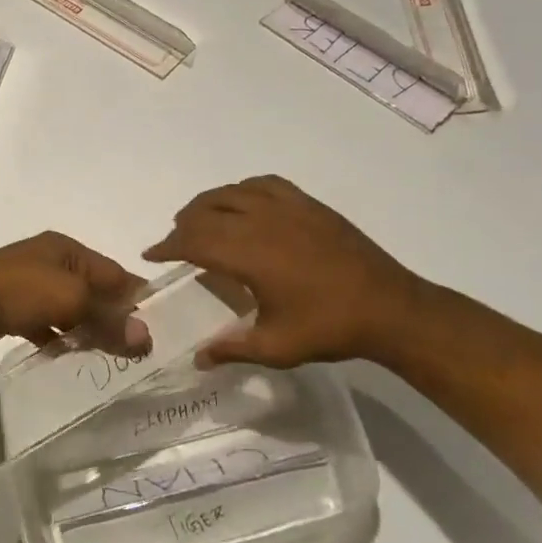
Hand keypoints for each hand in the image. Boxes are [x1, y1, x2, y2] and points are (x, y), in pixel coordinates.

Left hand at [0, 231, 144, 354]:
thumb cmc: (22, 290)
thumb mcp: (73, 301)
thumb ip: (109, 319)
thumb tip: (146, 338)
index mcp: (65, 248)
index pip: (113, 271)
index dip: (135, 295)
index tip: (156, 323)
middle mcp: (47, 259)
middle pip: (91, 288)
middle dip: (111, 314)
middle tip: (132, 344)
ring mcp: (26, 281)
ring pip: (68, 306)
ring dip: (85, 326)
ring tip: (104, 352)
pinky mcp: (9, 304)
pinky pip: (44, 320)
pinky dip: (57, 334)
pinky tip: (65, 352)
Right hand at [143, 175, 427, 366]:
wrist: (390, 308)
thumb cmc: (330, 328)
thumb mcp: (277, 348)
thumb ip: (232, 349)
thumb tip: (197, 358)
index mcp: (249, 254)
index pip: (193, 240)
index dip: (167, 246)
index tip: (151, 254)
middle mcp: (261, 221)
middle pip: (206, 211)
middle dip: (183, 225)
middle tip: (176, 244)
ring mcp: (286, 207)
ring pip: (231, 192)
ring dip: (207, 204)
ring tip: (201, 221)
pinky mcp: (308, 204)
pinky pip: (263, 184)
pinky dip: (242, 190)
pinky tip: (243, 203)